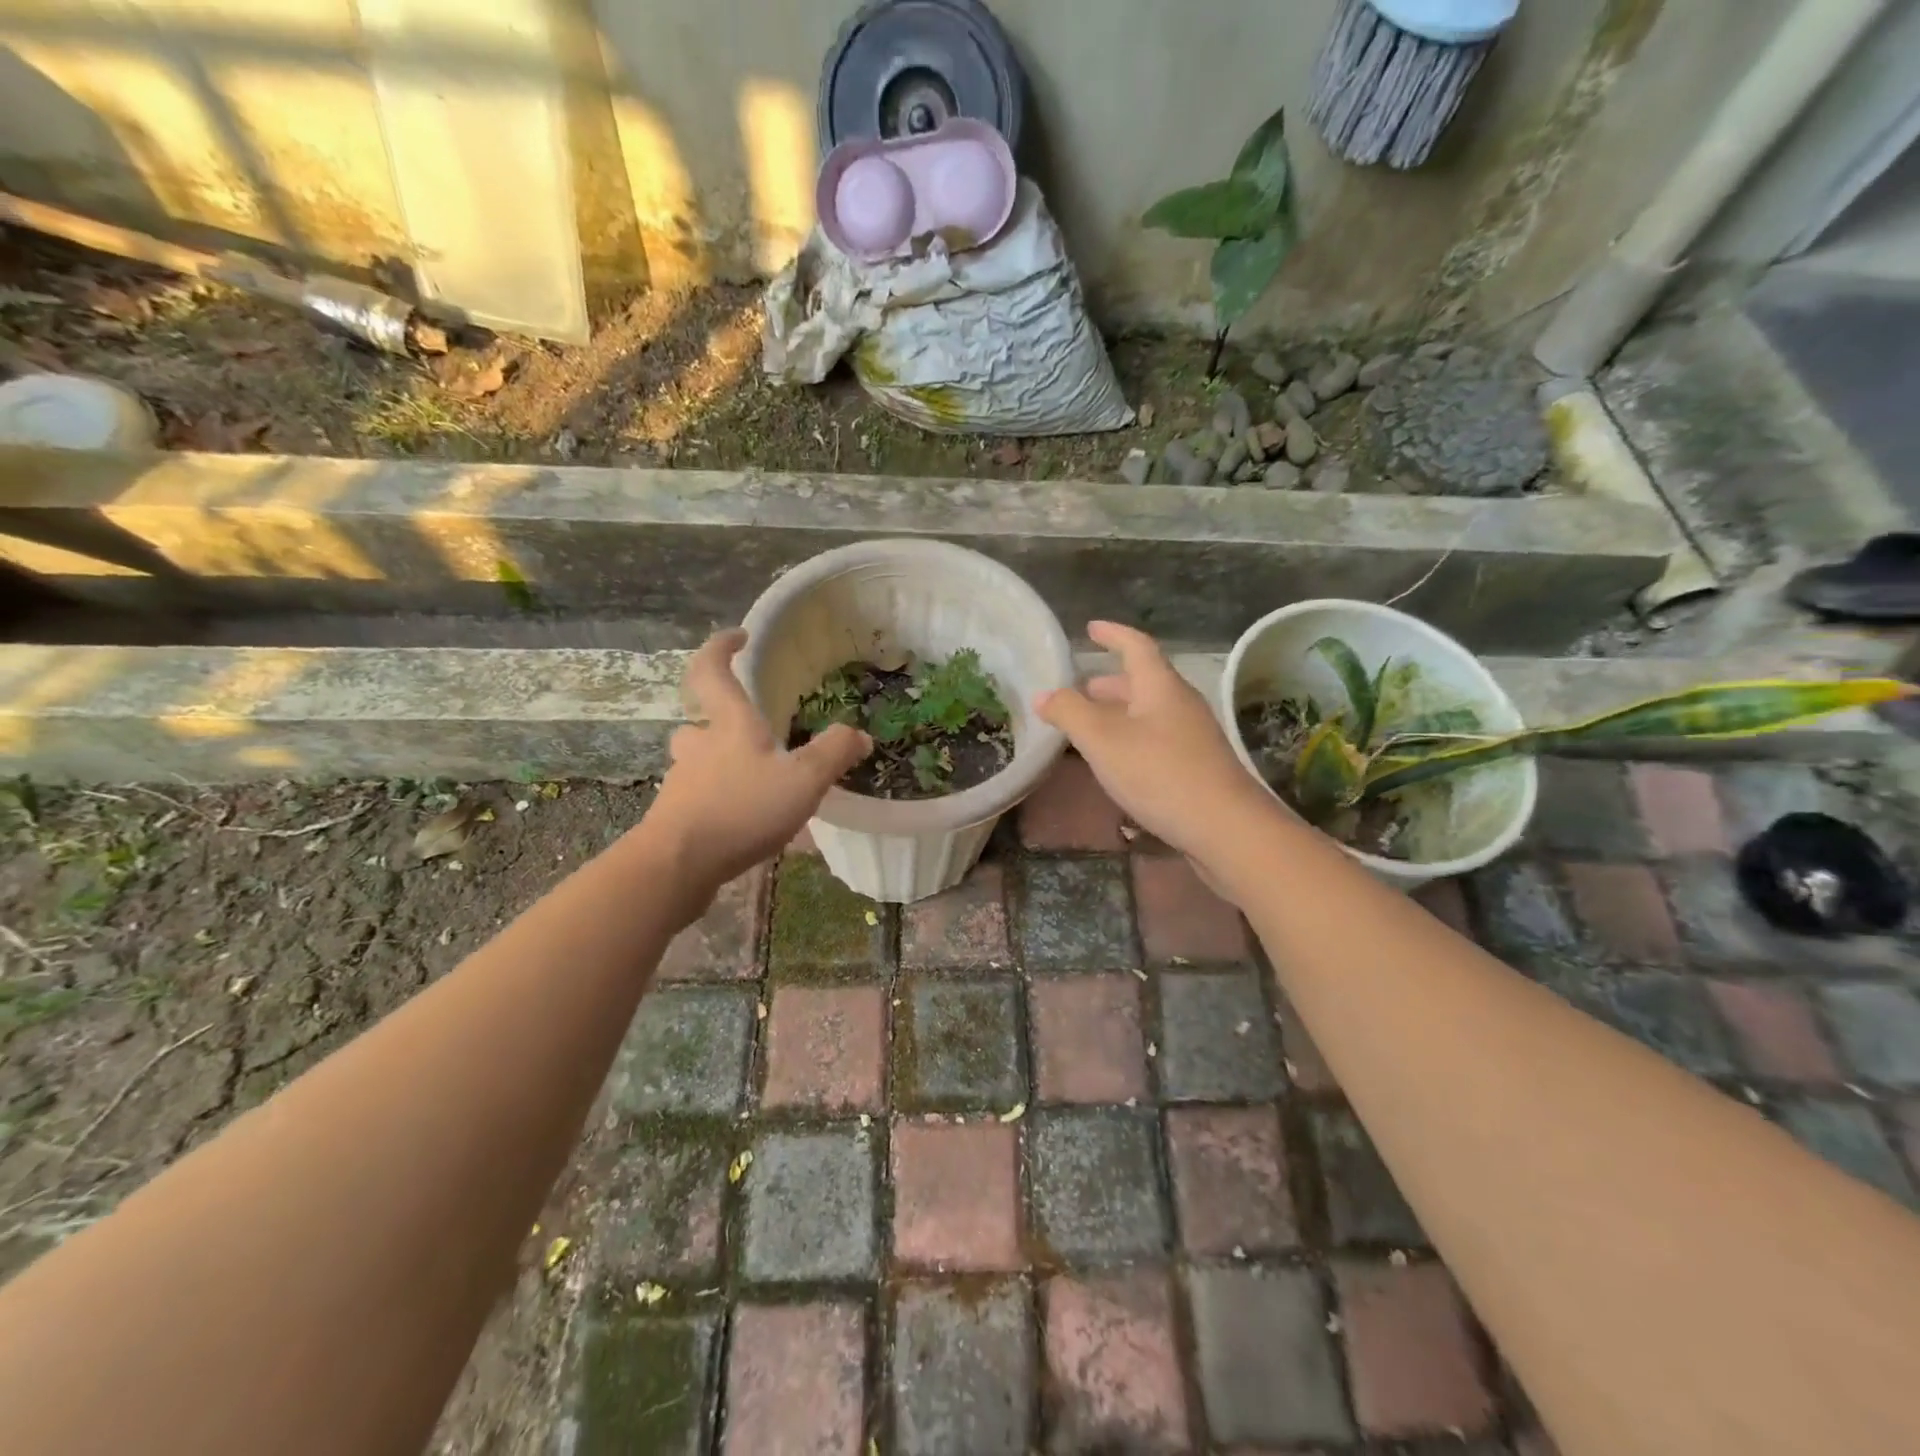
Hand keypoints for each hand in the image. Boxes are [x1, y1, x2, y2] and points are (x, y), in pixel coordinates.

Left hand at [645, 630, 870, 904]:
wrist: (677, 866)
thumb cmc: (741, 809)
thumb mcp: (803, 779)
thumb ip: (834, 753)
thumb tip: (859, 735)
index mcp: (729, 725)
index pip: (712, 670)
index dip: (721, 647)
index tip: (739, 637)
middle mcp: (699, 747)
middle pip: (700, 722)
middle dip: (720, 722)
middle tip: (751, 734)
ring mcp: (683, 784)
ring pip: (699, 764)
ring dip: (723, 766)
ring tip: (759, 786)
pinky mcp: (676, 819)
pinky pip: (702, 801)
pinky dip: (724, 805)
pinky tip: (750, 829)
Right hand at [1036, 621, 1276, 872]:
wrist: (1225, 828)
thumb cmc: (1160, 773)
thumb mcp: (1103, 740)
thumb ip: (1070, 713)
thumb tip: (1043, 694)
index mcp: (1161, 687)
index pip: (1136, 646)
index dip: (1113, 634)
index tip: (1090, 629)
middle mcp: (1180, 704)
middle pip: (1143, 682)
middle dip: (1109, 682)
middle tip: (1079, 687)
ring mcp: (1192, 736)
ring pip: (1148, 713)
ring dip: (1118, 712)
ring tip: (1088, 726)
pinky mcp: (1196, 767)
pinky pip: (1155, 739)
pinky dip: (1129, 738)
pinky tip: (1115, 761)